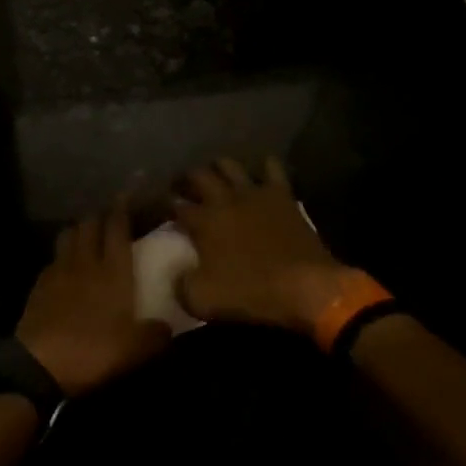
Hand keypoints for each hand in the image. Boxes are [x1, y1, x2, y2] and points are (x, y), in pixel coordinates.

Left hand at [17, 199, 171, 397]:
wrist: (40, 364)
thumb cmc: (93, 351)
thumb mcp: (135, 350)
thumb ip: (156, 335)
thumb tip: (168, 327)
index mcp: (113, 271)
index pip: (117, 227)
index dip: (122, 208)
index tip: (127, 195)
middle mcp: (86, 261)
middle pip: (90, 224)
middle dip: (100, 215)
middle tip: (110, 216)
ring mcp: (59, 270)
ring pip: (69, 235)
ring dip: (79, 229)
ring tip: (87, 235)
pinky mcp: (39, 284)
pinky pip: (54, 258)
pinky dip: (62, 255)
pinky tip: (66, 266)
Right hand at [171, 157, 347, 334]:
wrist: (304, 286)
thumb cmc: (251, 293)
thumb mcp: (202, 301)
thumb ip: (181, 285)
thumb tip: (176, 275)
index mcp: (203, 222)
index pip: (175, 205)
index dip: (165, 204)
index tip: (160, 206)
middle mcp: (223, 199)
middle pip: (198, 176)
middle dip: (186, 178)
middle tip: (183, 186)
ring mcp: (253, 193)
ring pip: (229, 165)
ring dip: (218, 167)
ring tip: (216, 175)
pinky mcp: (281, 194)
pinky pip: (271, 168)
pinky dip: (264, 166)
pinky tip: (261, 171)